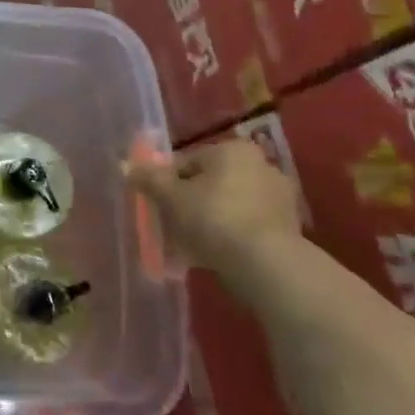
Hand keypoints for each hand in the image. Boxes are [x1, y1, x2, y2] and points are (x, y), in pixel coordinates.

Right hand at [125, 138, 302, 282]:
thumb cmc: (213, 218)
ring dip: (209, 222)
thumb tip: (125, 165)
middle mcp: (260, 165)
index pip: (187, 161)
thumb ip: (148, 178)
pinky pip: (247, 226)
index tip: (157, 206)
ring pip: (228, 206)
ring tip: (190, 247)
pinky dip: (230, 237)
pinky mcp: (289, 229)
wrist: (266, 264)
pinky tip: (214, 256)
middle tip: (171, 227)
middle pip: (210, 183)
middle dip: (189, 203)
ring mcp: (279, 198)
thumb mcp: (170, 196)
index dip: (166, 183)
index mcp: (232, 150)